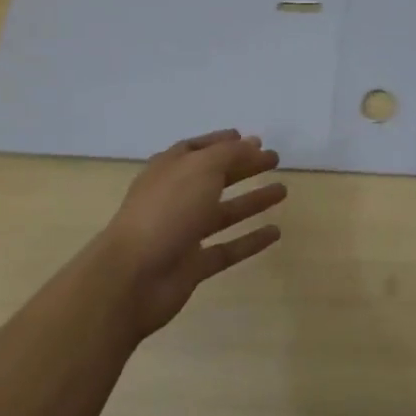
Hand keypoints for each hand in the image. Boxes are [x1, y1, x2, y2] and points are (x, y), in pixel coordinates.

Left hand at [93, 129, 285, 342]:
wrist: (132, 278)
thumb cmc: (166, 210)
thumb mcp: (201, 168)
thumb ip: (230, 154)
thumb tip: (252, 145)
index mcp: (169, 170)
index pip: (197, 148)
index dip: (222, 142)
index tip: (250, 138)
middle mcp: (175, 198)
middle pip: (214, 177)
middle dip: (243, 167)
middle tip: (274, 160)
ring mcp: (183, 233)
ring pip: (224, 212)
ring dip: (252, 201)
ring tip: (283, 191)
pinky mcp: (193, 265)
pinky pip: (228, 249)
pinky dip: (251, 240)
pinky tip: (276, 233)